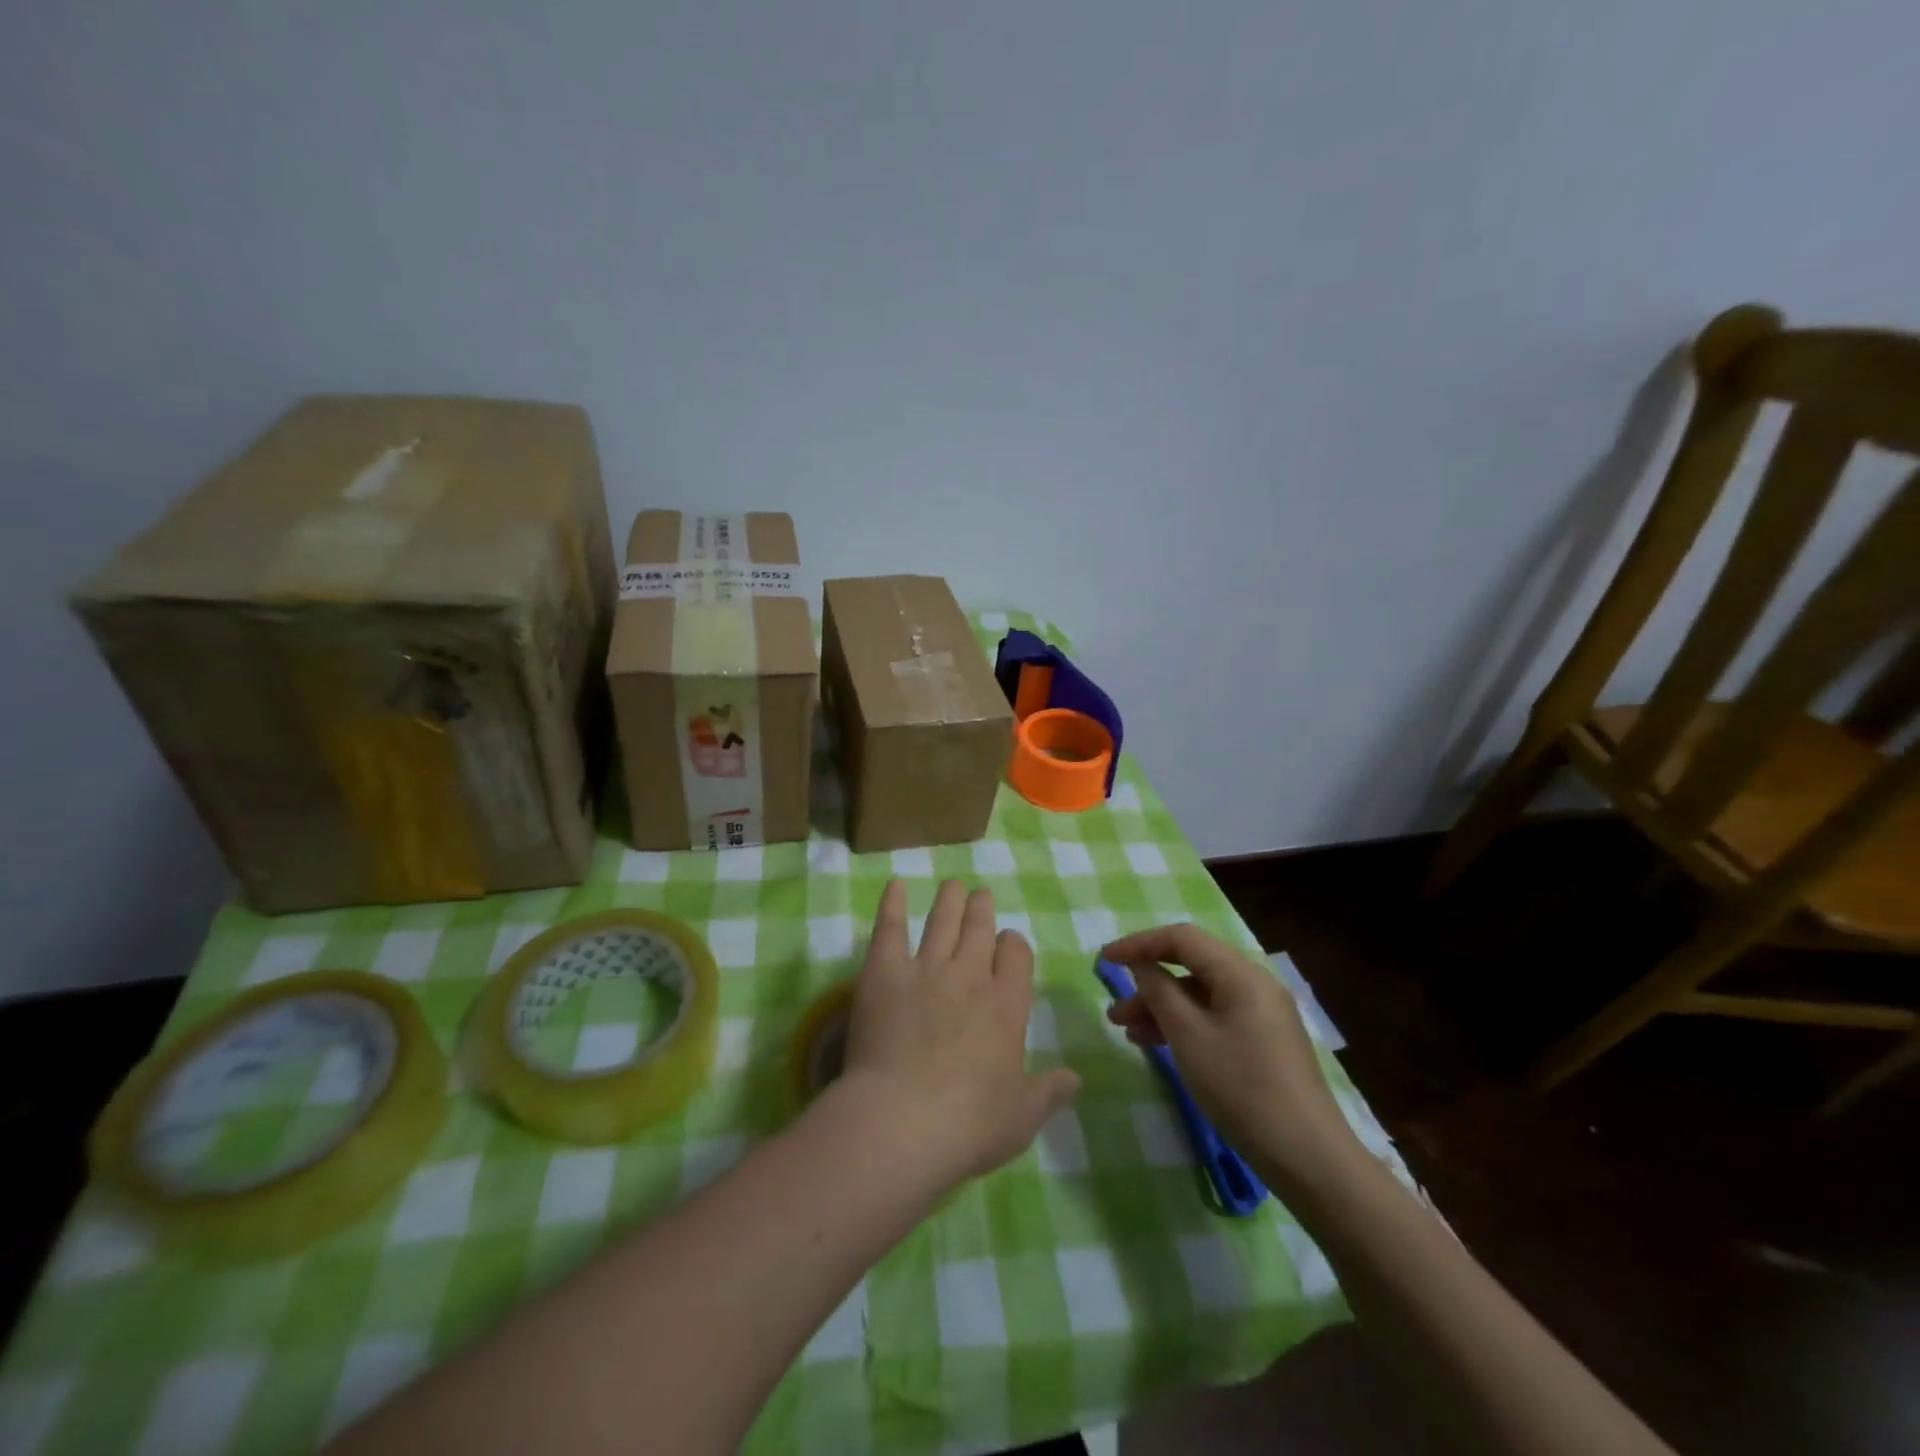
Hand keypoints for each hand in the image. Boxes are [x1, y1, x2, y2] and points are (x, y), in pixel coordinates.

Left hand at [837, 880, 1080, 1191]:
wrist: (902, 1122)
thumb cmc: (969, 1125)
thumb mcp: (1022, 1117)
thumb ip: (1049, 1092)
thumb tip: (1076, 1078)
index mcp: (1007, 1004)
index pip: (1016, 954)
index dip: (1012, 944)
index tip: (1007, 942)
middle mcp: (970, 976)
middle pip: (980, 929)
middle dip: (982, 908)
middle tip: (980, 894)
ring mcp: (926, 970)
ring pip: (941, 922)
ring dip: (948, 900)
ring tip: (952, 884)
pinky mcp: (884, 974)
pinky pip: (890, 929)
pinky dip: (893, 905)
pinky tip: (895, 886)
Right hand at [1100, 923, 1359, 1192]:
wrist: (1308, 1158)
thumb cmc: (1242, 1089)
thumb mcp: (1188, 1037)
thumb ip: (1159, 992)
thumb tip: (1141, 965)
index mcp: (1241, 974)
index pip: (1182, 939)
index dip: (1139, 944)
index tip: (1104, 960)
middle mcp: (1255, 984)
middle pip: (1191, 966)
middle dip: (1148, 982)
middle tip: (1114, 1008)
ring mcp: (1262, 1014)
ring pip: (1201, 995)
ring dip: (1162, 1007)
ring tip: (1126, 1032)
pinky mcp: (1264, 1042)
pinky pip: (1215, 1017)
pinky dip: (1184, 1025)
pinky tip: (1158, 1046)